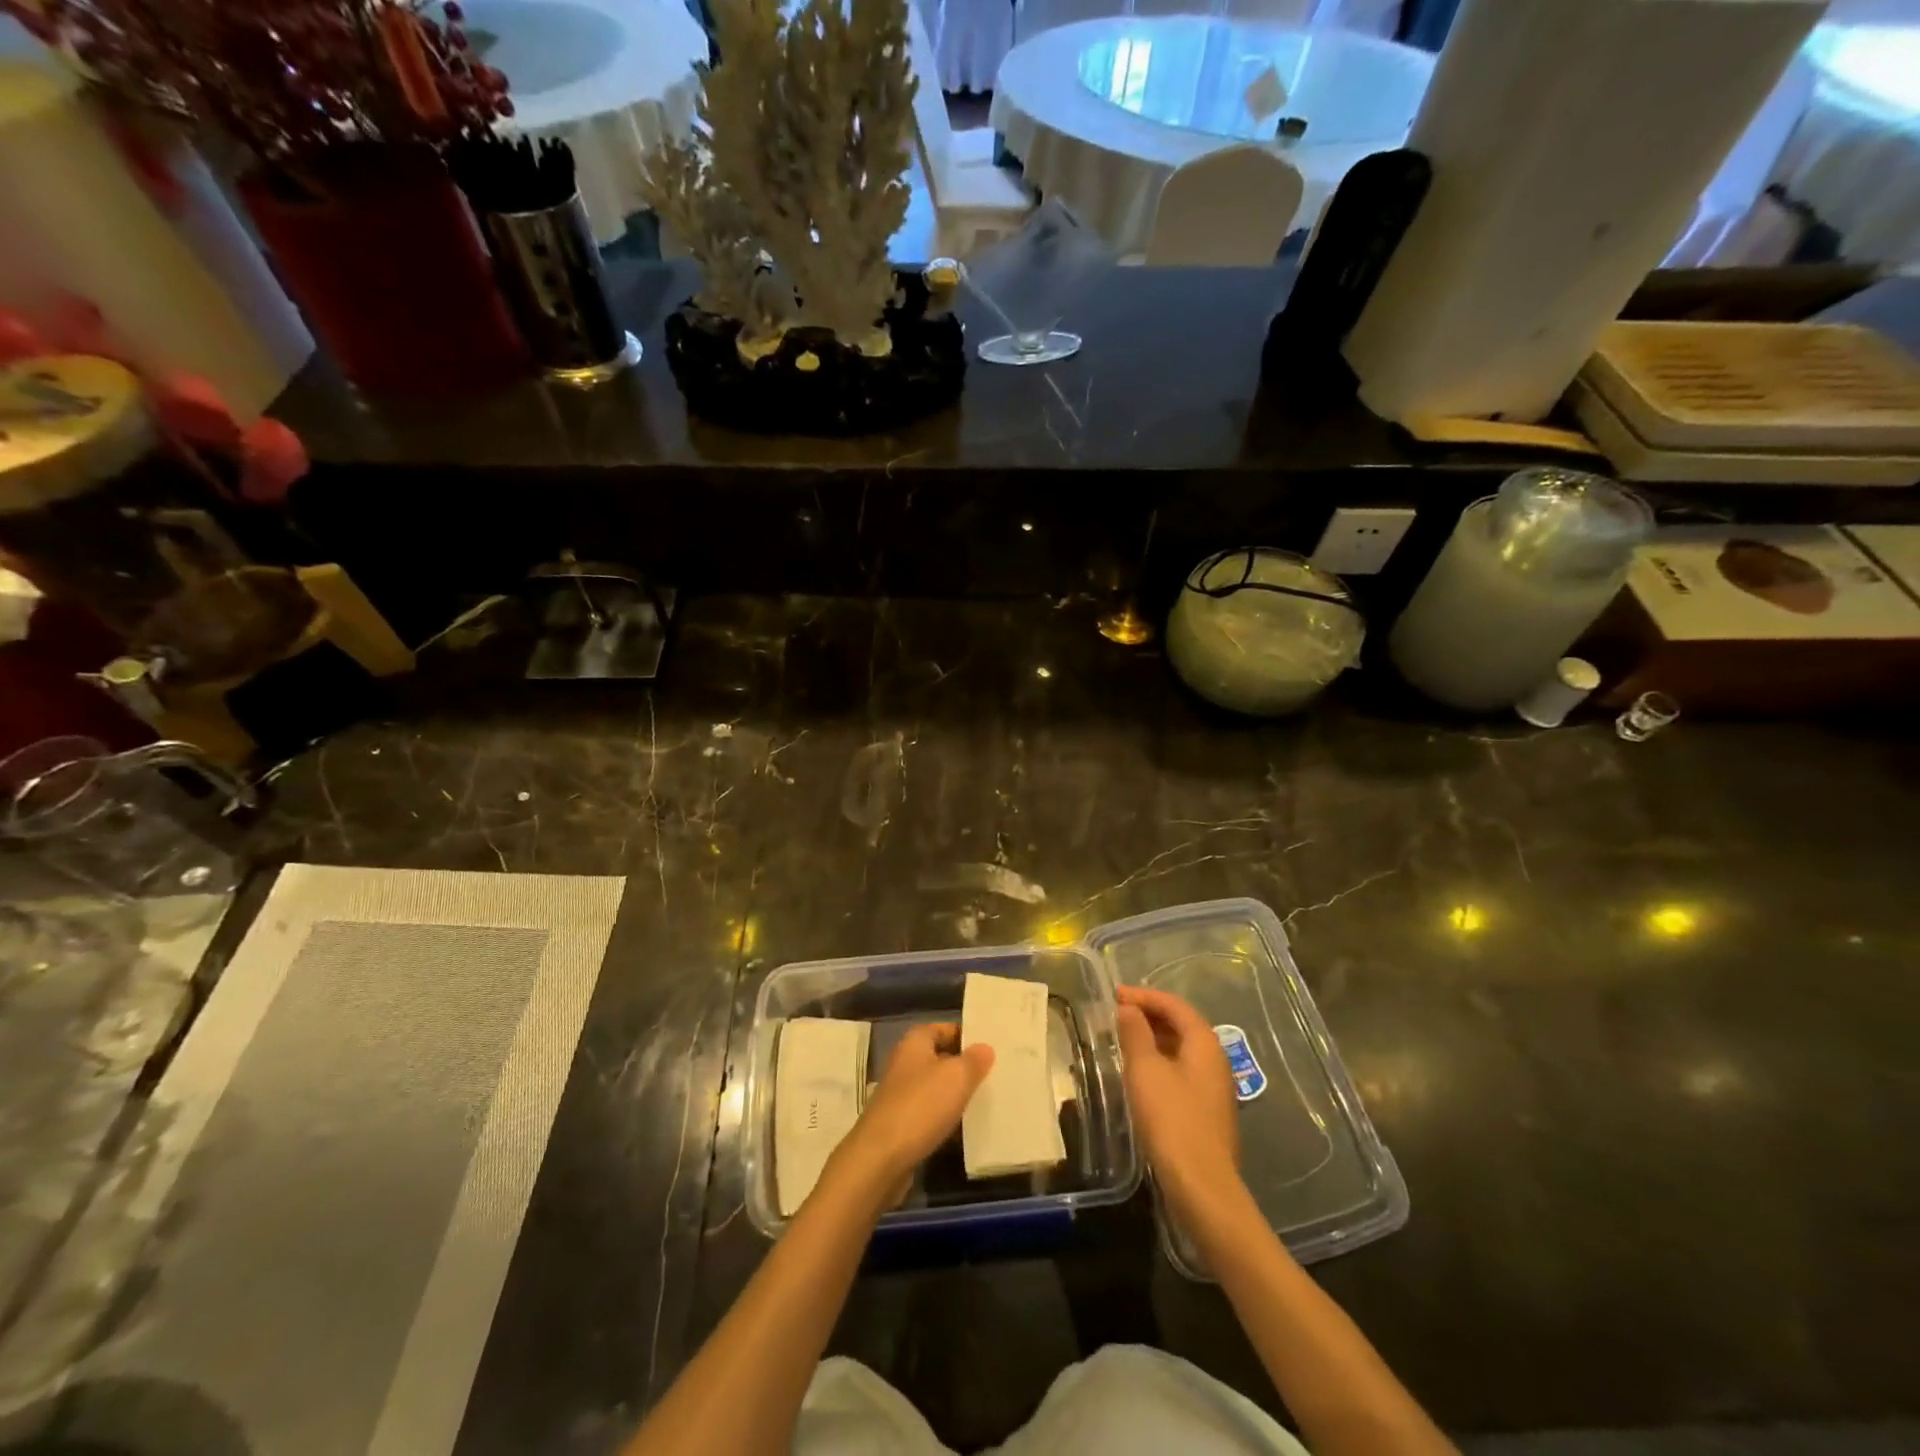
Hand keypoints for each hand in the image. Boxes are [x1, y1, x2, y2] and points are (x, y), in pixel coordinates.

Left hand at [833, 1023, 992, 1196]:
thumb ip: (974, 1060)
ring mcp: (900, 1095)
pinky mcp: (900, 1124)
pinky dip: (946, 1120)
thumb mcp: (956, 1077)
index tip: (992, 1048)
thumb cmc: (920, 1107)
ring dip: (956, 1096)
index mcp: (914, 1043)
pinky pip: (929, 1115)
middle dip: (964, 1067)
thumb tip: (985, 1048)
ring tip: (986, 1103)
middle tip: (995, 1076)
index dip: (967, 1035)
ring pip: (936, 1089)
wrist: (880, 1159)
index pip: (944, 1028)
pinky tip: (965, 1132)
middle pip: (940, 1058)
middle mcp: (904, 1064)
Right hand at [1117, 985, 1242, 1228]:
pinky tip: (1140, 1075)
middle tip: (1117, 1014)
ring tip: (1123, 1040)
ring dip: (1153, 1039)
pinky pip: (1181, 1072)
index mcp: (1204, 1043)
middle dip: (1149, 1015)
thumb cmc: (1172, 1120)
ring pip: (1181, 1050)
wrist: (1202, 1186)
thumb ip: (1135, 1033)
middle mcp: (1215, 1060)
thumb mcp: (1145, 1070)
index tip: (1115, 995)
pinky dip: (1160, 1062)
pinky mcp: (1207, 1111)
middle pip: (1182, 1025)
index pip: (1175, 1005)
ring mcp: (1214, 1088)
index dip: (1144, 996)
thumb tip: (1129, 1008)